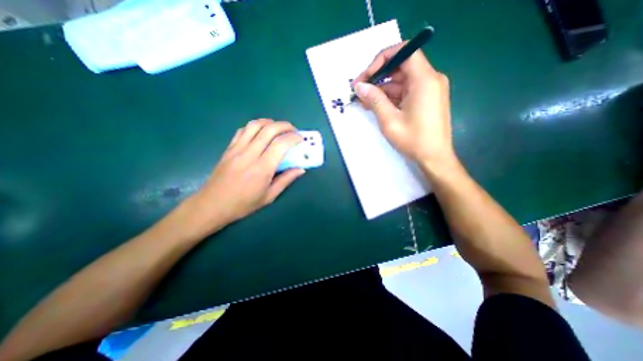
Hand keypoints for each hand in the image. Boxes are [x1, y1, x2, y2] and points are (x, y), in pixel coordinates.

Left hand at [183, 119, 304, 236]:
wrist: (212, 205)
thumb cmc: (243, 204)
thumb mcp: (269, 196)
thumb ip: (286, 180)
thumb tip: (301, 169)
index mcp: (262, 168)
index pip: (281, 144)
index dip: (293, 138)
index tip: (300, 139)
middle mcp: (249, 154)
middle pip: (269, 129)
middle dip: (285, 126)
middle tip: (293, 130)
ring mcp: (237, 149)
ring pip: (254, 125)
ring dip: (270, 122)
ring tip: (278, 128)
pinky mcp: (229, 148)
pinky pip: (242, 130)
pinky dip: (255, 126)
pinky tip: (261, 132)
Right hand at [351, 41, 455, 168]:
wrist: (434, 158)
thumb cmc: (413, 139)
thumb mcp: (389, 120)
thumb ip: (374, 99)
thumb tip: (359, 86)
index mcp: (424, 79)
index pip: (404, 51)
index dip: (382, 59)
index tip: (366, 76)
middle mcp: (429, 79)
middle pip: (400, 67)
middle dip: (377, 77)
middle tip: (359, 90)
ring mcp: (428, 90)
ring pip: (400, 81)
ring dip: (381, 89)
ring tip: (363, 101)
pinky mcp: (425, 100)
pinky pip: (405, 92)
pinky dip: (390, 97)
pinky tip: (376, 106)